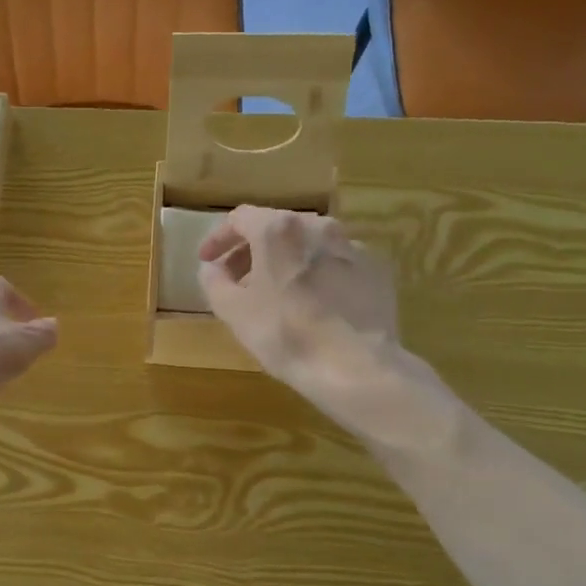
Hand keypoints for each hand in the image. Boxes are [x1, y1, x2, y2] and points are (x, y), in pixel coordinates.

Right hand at [197, 206, 399, 396]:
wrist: (355, 366)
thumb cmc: (285, 333)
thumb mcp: (233, 311)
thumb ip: (214, 282)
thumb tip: (212, 268)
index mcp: (279, 230)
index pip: (240, 219)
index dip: (219, 238)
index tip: (208, 261)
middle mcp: (318, 226)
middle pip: (277, 228)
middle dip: (252, 251)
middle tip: (237, 280)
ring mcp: (352, 246)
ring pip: (309, 245)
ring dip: (286, 261)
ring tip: (276, 293)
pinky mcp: (376, 270)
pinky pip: (336, 264)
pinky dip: (318, 275)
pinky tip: (314, 304)